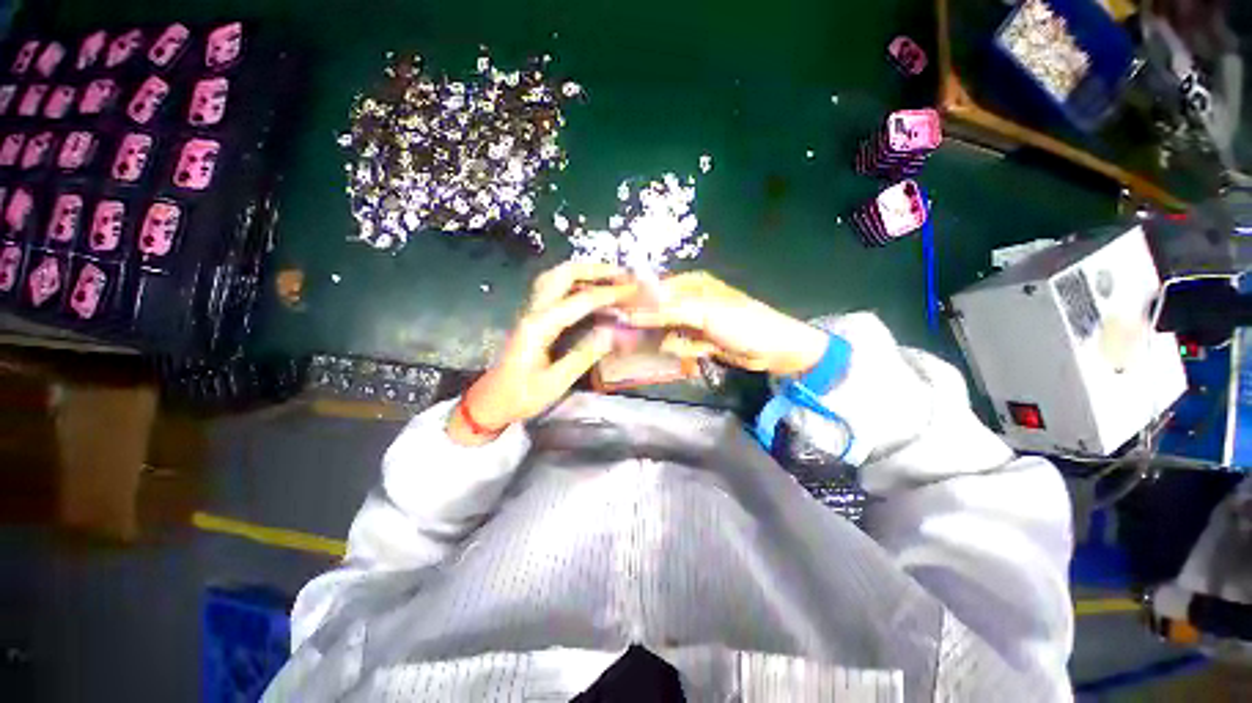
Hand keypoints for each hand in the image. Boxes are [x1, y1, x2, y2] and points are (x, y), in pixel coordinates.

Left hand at [448, 262, 636, 445]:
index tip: (633, 290)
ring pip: (556, 277)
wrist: (492, 401)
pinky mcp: (533, 316)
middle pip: (563, 274)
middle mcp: (533, 311)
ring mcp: (531, 311)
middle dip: (595, 270)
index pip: (580, 300)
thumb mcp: (555, 382)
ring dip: (584, 272)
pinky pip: (554, 288)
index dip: (609, 293)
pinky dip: (576, 282)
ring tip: (610, 277)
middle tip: (622, 274)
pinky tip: (590, 290)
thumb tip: (614, 332)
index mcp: (539, 326)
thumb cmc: (521, 396)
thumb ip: (585, 355)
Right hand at [622, 271, 827, 375]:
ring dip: (672, 342)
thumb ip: (668, 310)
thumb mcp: (705, 312)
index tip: (618, 318)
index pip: (652, 290)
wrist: (774, 351)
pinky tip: (699, 351)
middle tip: (644, 337)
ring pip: (664, 332)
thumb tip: (633, 310)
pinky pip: (677, 345)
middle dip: (651, 327)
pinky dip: (683, 351)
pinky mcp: (696, 339)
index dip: (635, 304)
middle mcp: (687, 299)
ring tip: (691, 346)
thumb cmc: (743, 324)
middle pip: (656, 312)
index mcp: (690, 284)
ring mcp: (691, 321)